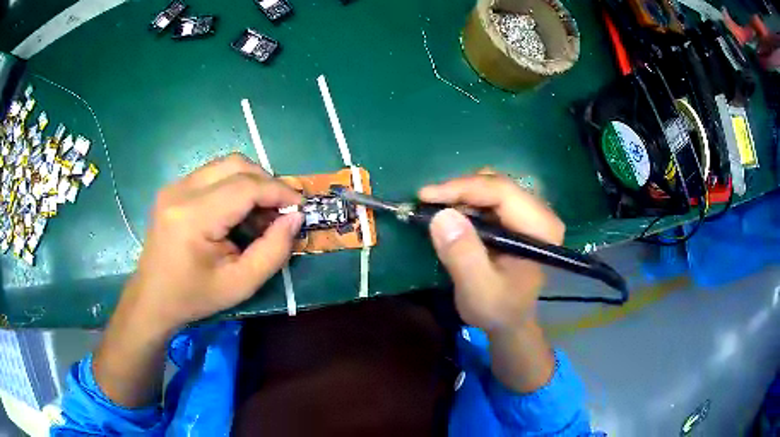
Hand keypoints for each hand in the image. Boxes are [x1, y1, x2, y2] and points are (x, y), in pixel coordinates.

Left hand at [127, 153, 302, 332]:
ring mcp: (174, 186)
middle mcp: (180, 191)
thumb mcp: (241, 284)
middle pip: (236, 164)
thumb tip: (294, 218)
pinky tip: (237, 212)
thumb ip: (273, 251)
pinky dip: (233, 186)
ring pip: (224, 165)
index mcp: (193, 217)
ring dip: (250, 182)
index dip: (278, 191)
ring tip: (260, 213)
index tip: (299, 206)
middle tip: (280, 209)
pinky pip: (212, 174)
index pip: (245, 186)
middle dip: (266, 181)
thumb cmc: (195, 297)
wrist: (153, 298)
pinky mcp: (173, 188)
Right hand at [419, 173, 563, 332]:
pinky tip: (452, 217)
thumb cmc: (498, 309)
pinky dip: (466, 203)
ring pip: (491, 187)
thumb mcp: (478, 290)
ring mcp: (531, 213)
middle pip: (496, 184)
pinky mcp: (519, 217)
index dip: (462, 188)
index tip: (425, 196)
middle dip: (459, 191)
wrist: (511, 321)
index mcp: (540, 229)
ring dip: (461, 196)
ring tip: (437, 212)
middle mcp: (541, 213)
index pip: (501, 192)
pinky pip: (490, 197)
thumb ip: (463, 256)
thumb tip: (442, 215)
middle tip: (428, 206)